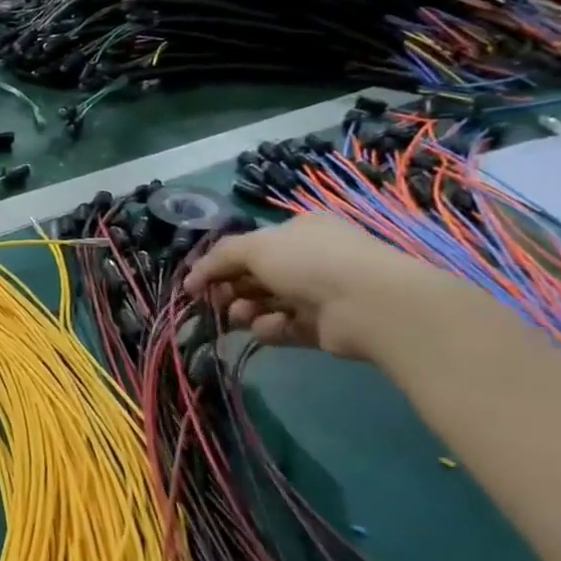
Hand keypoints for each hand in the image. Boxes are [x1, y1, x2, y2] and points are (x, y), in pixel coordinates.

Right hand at [183, 213, 442, 359]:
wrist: (368, 303)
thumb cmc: (309, 262)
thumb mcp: (255, 247)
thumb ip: (219, 257)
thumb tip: (192, 276)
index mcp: (298, 231)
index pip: (250, 246)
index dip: (220, 263)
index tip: (195, 282)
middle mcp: (309, 259)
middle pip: (255, 276)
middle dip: (231, 289)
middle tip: (214, 300)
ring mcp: (318, 294)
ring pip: (266, 303)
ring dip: (246, 309)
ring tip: (241, 316)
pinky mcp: (322, 327)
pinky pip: (284, 327)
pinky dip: (271, 328)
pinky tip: (269, 327)